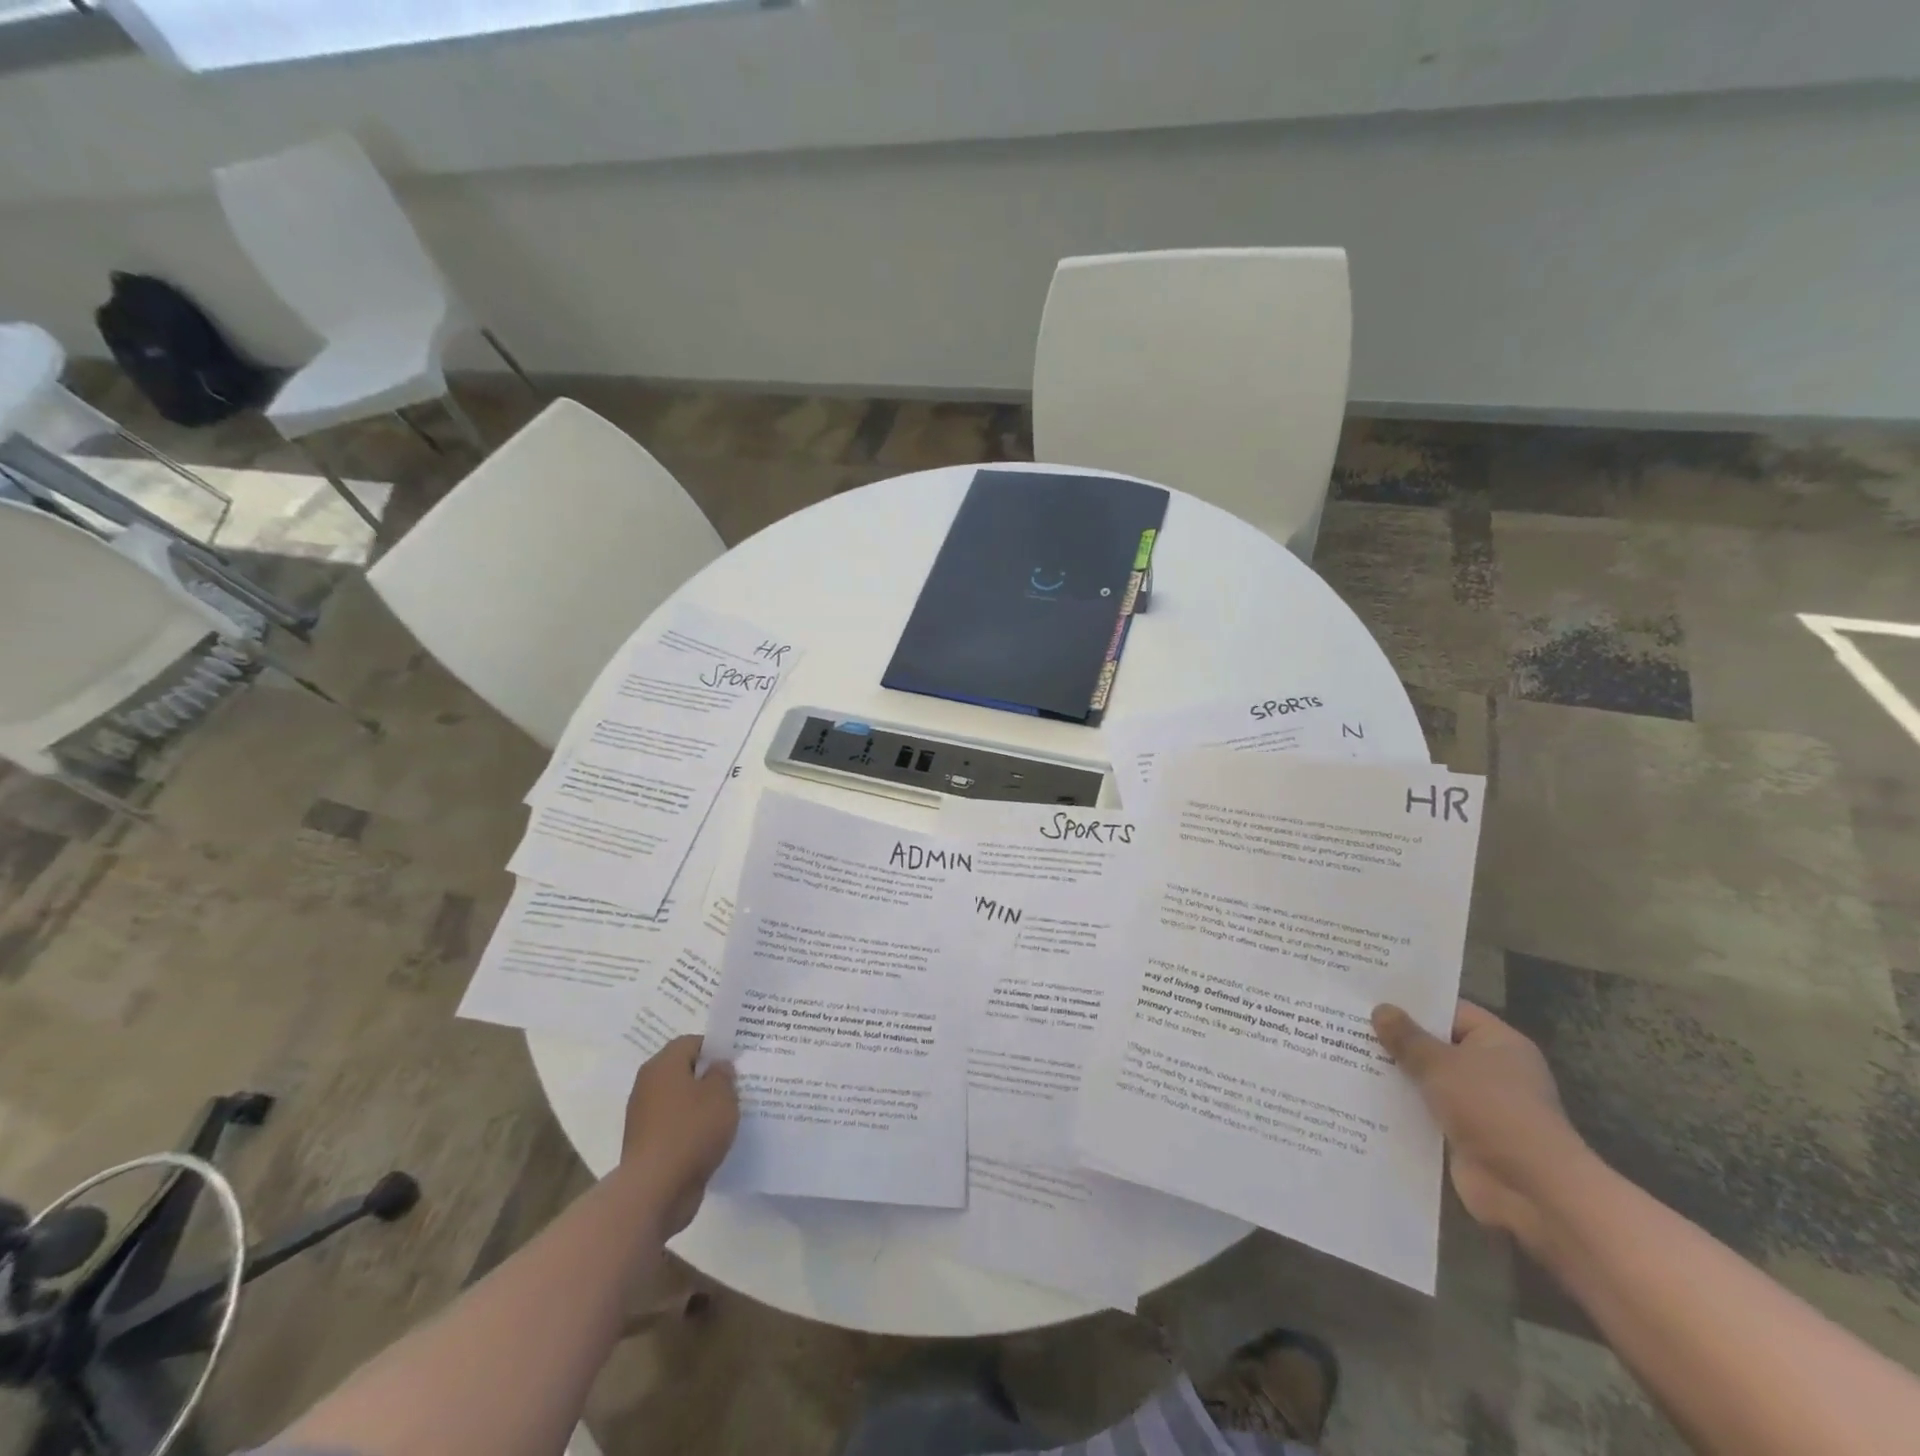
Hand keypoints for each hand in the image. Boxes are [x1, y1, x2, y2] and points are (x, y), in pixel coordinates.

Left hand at [619, 1036, 738, 1234]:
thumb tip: (717, 1067)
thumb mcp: (721, 1095)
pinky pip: (676, 1127)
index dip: (715, 1049)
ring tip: (729, 1114)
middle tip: (737, 1086)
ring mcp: (645, 1118)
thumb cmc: (691, 1131)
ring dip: (702, 1106)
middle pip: (684, 1072)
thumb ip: (723, 1075)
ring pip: (680, 1101)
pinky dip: (692, 1130)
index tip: (736, 1062)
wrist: (655, 1191)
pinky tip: (713, 1139)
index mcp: (663, 1066)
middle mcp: (648, 1086)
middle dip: (709, 1078)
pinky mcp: (648, 1145)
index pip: (691, 1043)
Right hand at [1371, 1000, 1591, 1248]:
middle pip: (1435, 1046)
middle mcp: (1491, 1070)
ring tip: (1343, 1054)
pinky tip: (1361, 1095)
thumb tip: (1381, 1009)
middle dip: (1396, 1039)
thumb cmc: (1492, 1109)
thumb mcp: (1442, 1064)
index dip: (1412, 1004)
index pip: (1450, 1012)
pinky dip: (1400, 1106)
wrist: (1531, 1189)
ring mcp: (1478, 1105)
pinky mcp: (1463, 1135)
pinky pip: (1425, 1112)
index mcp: (1498, 1043)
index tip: (1371, 996)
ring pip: (1427, 1080)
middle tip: (1347, 1022)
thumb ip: (1408, 1037)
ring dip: (1394, 1074)